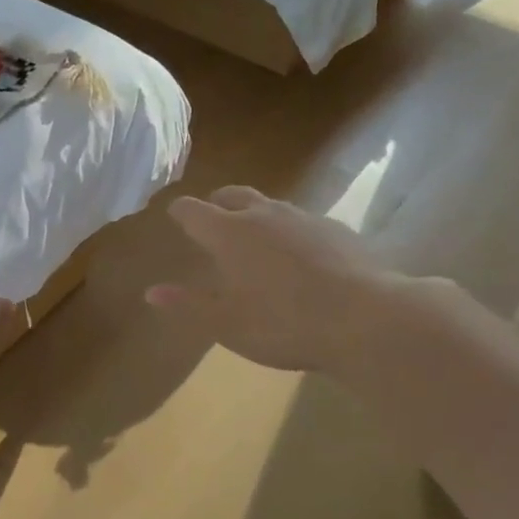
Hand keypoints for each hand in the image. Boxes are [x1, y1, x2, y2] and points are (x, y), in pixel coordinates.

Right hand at [145, 186, 400, 372]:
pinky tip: (299, 259)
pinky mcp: (337, 229)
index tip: (175, 217)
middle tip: (212, 222)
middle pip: (232, 195)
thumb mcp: (226, 323)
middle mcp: (263, 214)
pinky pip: (302, 222)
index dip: (180, 213)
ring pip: (269, 205)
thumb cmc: (284, 323)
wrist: (367, 320)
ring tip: (255, 241)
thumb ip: (187, 304)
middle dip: (217, 204)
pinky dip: (289, 232)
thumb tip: (152, 292)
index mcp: (229, 233)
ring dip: (255, 216)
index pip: (193, 210)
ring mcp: (304, 218)